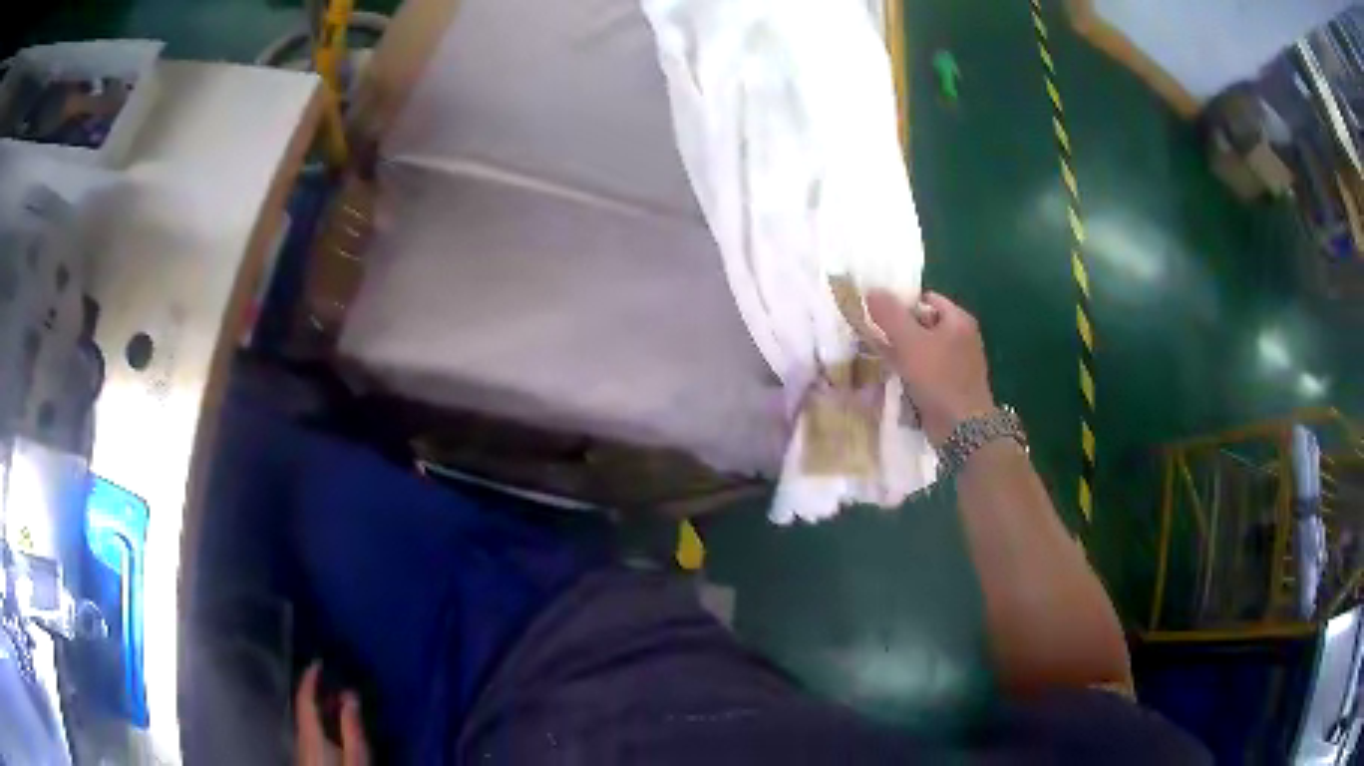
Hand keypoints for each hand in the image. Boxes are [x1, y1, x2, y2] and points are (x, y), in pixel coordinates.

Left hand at [296, 662, 369, 765]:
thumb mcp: (356, 755)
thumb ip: (351, 727)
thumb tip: (351, 696)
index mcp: (310, 732)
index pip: (304, 698)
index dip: (309, 678)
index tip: (316, 662)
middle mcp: (300, 735)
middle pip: (304, 708)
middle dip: (319, 694)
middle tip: (337, 686)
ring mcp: (301, 746)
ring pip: (306, 719)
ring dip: (320, 708)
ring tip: (339, 706)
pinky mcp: (305, 755)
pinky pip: (309, 730)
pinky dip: (319, 721)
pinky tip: (333, 728)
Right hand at [866, 290, 995, 445]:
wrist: (962, 429)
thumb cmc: (938, 379)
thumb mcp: (910, 342)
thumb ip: (890, 315)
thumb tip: (871, 290)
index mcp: (958, 320)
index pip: (926, 299)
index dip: (902, 305)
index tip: (879, 318)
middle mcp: (962, 337)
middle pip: (924, 324)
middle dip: (899, 332)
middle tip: (875, 340)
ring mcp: (959, 364)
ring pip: (923, 350)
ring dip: (903, 355)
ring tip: (881, 362)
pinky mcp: (952, 386)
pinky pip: (927, 372)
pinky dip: (912, 374)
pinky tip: (896, 382)